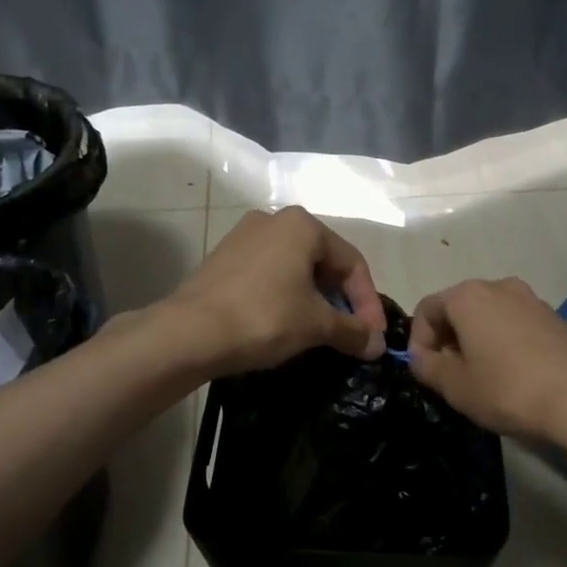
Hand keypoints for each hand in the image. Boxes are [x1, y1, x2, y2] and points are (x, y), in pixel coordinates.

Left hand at [164, 206, 384, 375]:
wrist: (188, 333)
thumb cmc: (263, 318)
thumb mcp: (316, 325)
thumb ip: (353, 331)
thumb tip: (378, 346)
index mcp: (302, 225)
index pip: (352, 263)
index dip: (368, 302)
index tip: (372, 336)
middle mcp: (273, 220)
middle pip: (324, 262)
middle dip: (341, 300)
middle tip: (350, 334)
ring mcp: (243, 237)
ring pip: (295, 268)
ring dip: (315, 300)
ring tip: (321, 332)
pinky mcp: (223, 259)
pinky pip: (268, 275)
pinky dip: (286, 296)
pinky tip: (286, 323)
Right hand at [408, 278, 566, 442]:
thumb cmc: (508, 390)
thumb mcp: (455, 386)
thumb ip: (426, 367)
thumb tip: (420, 357)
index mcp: (468, 295)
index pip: (426, 309)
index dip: (418, 342)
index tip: (425, 372)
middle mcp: (499, 286)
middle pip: (459, 308)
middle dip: (447, 340)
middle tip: (450, 377)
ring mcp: (531, 299)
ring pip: (489, 316)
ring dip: (476, 341)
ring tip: (482, 378)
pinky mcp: (556, 317)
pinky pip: (516, 325)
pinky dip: (504, 343)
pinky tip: (514, 376)